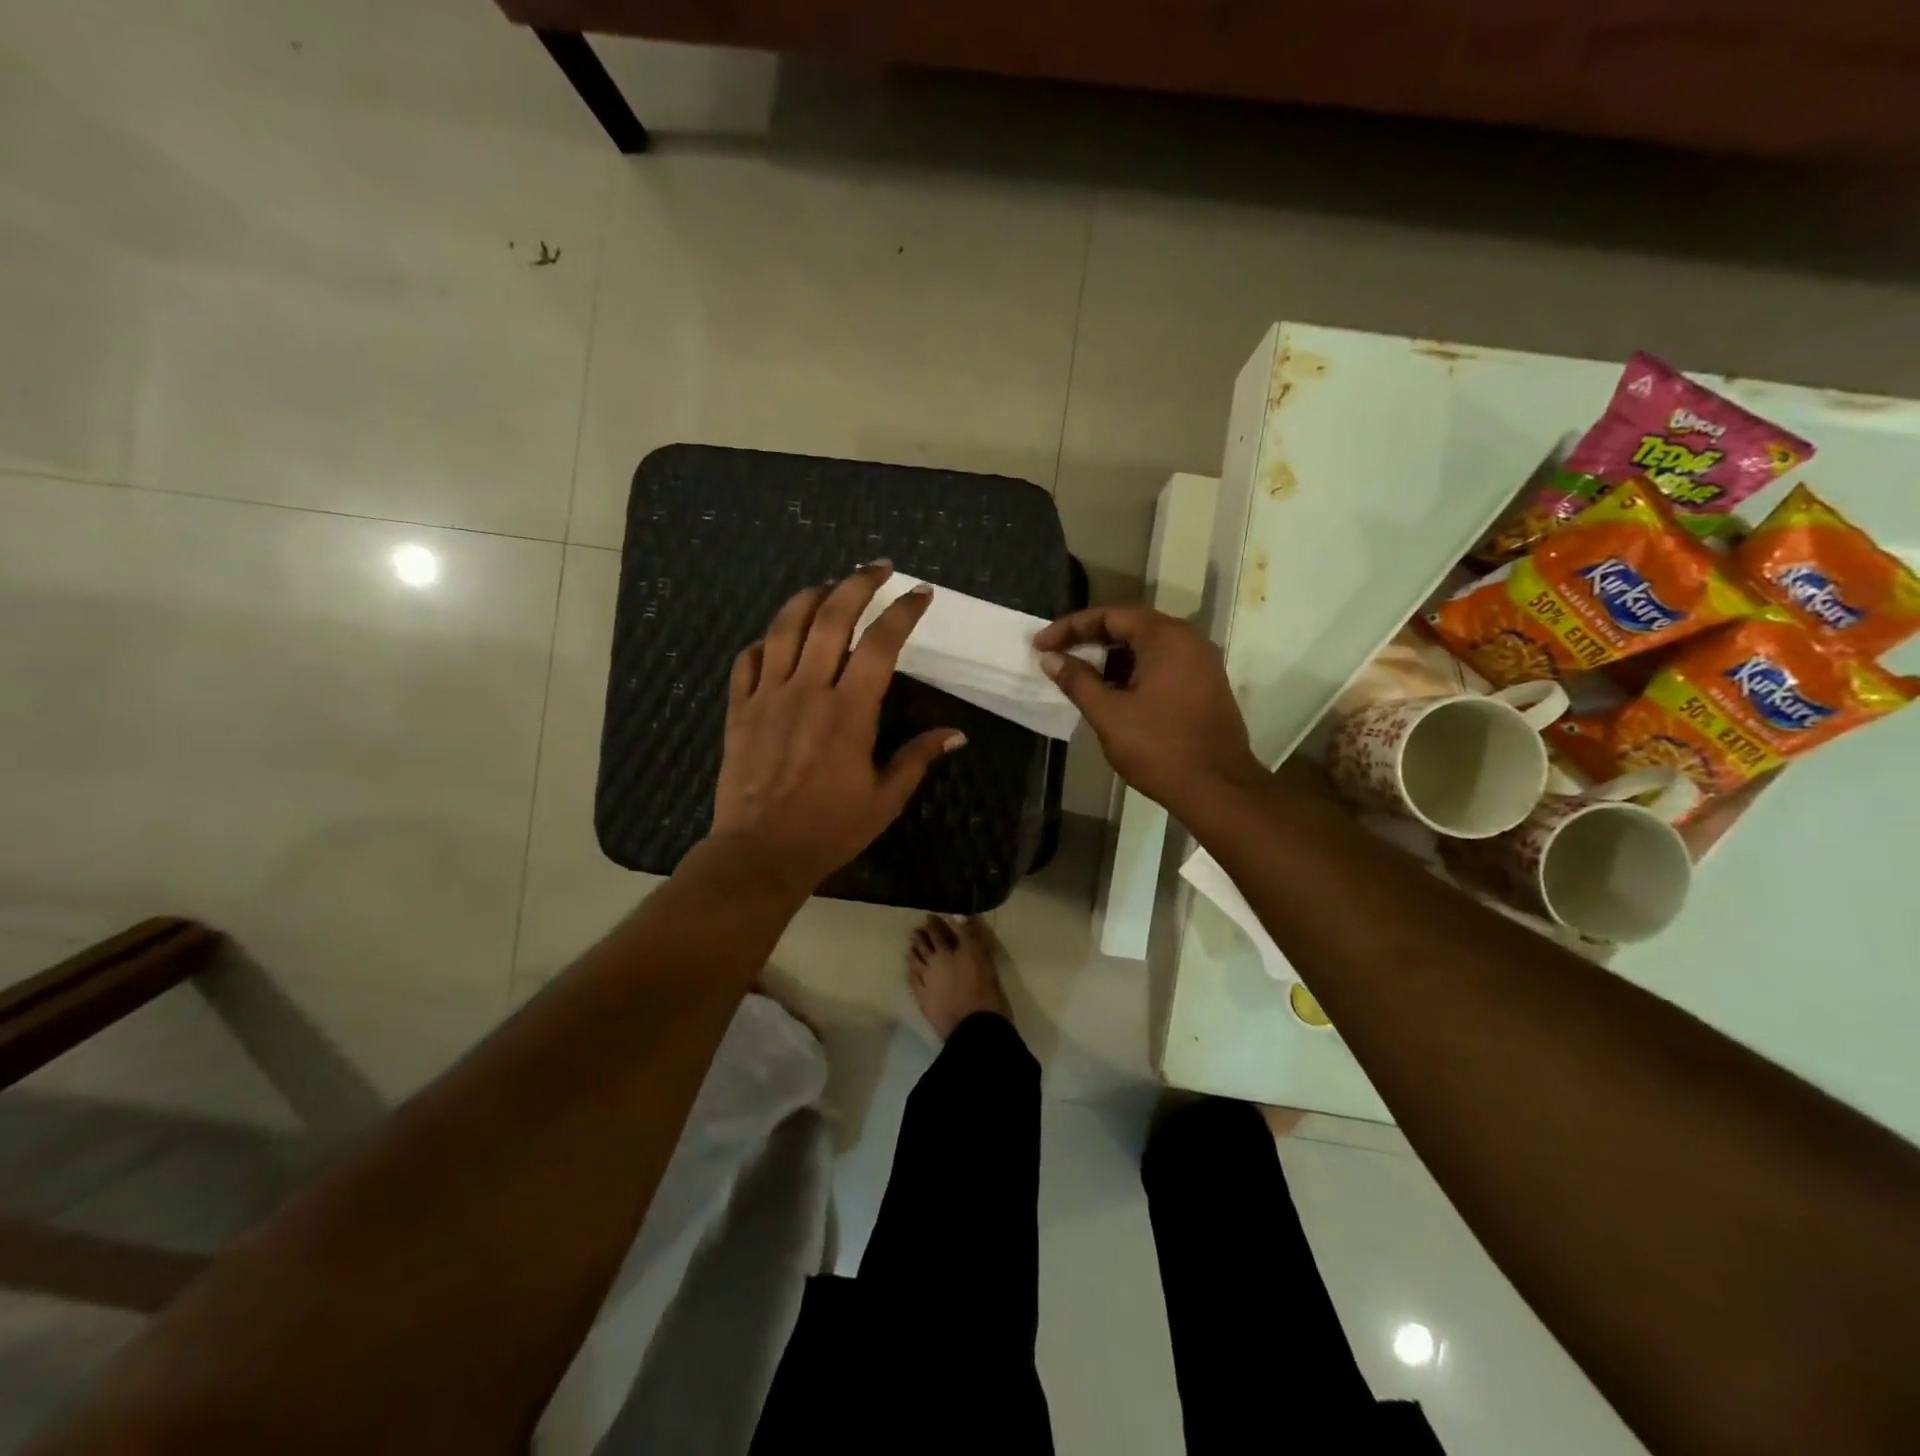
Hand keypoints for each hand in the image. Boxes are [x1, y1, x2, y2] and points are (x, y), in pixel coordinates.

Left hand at [710, 563, 964, 895]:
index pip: (880, 643)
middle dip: (857, 583)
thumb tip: (956, 734)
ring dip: (809, 597)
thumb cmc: (829, 828)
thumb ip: (917, 758)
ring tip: (828, 585)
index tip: (919, 593)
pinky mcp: (738, 709)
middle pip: (831, 617)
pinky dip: (765, 640)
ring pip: (785, 627)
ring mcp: (768, 696)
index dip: (903, 612)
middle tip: (878, 568)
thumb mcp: (884, 799)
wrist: (759, 852)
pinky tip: (777, 637)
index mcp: (849, 711)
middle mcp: (808, 690)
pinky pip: (748, 660)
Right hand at [1035, 606, 1263, 818]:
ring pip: (1147, 647)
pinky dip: (1134, 671)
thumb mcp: (1109, 714)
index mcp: (1165, 637)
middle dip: (1090, 640)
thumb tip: (1050, 659)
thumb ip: (1077, 681)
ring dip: (1112, 658)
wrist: (1218, 788)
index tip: (1040, 646)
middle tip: (1057, 655)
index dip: (1070, 628)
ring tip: (1080, 677)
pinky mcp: (1206, 686)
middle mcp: (1188, 640)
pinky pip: (1163, 665)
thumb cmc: (1159, 747)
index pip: (1110, 616)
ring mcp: (1201, 663)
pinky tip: (1113, 694)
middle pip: (1130, 626)